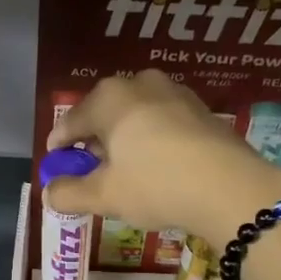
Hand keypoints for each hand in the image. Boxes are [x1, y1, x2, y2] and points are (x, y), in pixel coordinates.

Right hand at [46, 72, 280, 244]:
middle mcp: (140, 84)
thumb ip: (69, 193)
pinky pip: (162, 122)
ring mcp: (175, 93)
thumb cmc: (156, 185)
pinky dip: (151, 139)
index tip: (54, 164)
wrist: (231, 189)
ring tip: (123, 168)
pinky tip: (156, 165)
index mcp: (109, 98)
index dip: (59, 145)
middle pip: (104, 114)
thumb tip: (49, 193)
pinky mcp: (202, 110)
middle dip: (93, 140)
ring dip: (124, 139)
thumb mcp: (105, 196)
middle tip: (89, 169)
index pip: (70, 121)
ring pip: (135, 115)